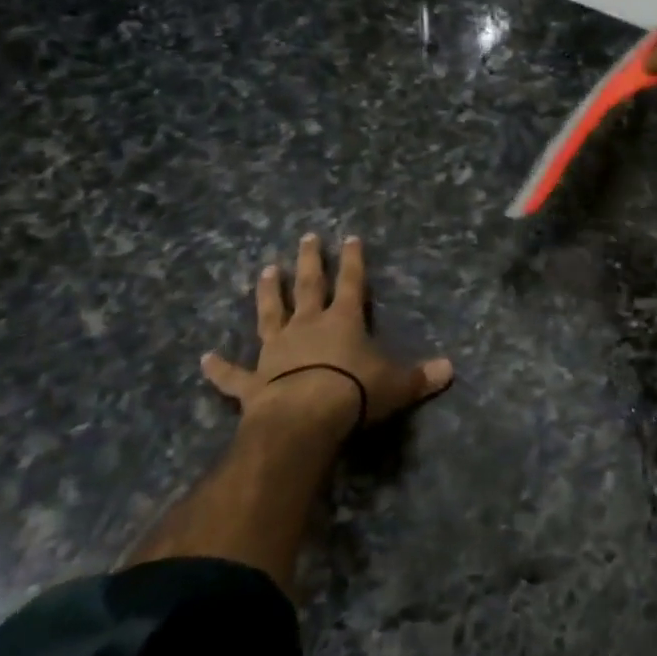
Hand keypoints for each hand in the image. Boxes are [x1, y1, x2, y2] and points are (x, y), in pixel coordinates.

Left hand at [201, 234, 453, 437]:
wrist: (304, 418)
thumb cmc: (355, 393)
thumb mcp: (397, 385)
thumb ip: (421, 377)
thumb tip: (451, 369)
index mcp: (342, 322)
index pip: (351, 283)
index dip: (354, 260)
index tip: (350, 237)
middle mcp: (307, 327)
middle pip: (309, 287)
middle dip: (309, 262)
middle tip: (305, 238)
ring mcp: (276, 351)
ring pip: (270, 315)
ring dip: (267, 294)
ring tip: (265, 270)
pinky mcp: (254, 382)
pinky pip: (234, 375)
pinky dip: (220, 368)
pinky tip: (204, 360)